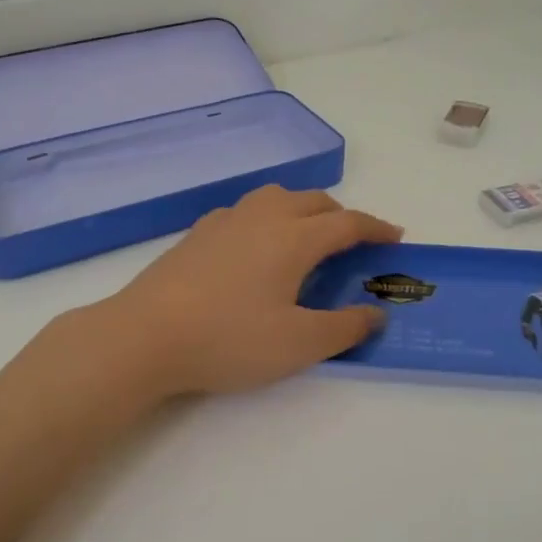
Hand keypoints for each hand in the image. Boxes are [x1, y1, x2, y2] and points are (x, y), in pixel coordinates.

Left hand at [88, 185, 402, 398]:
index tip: (396, 237)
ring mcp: (225, 221)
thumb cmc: (229, 339)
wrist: (145, 335)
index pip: (348, 223)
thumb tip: (375, 314)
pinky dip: (268, 218)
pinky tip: (256, 247)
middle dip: (342, 217)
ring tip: (307, 237)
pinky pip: (246, 211)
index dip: (376, 228)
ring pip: (276, 197)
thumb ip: (344, 327)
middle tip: (354, 244)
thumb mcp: (298, 344)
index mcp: (293, 238)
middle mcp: (263, 217)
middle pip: (313, 201)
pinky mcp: (197, 233)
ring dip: (303, 209)